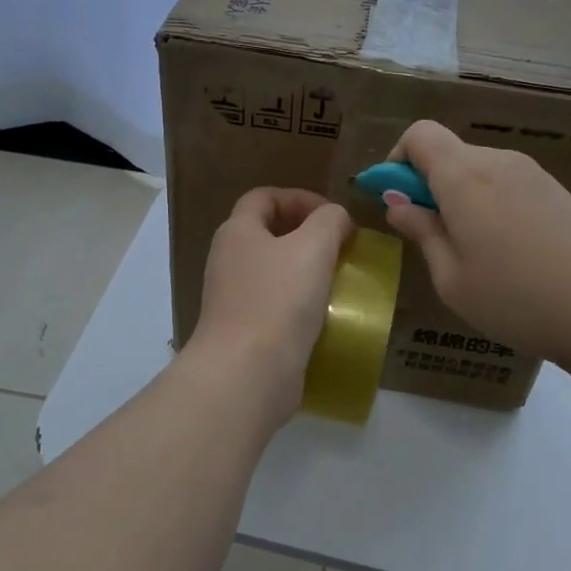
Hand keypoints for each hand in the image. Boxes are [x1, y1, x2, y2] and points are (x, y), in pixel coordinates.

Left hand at [183, 187, 353, 430]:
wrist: (247, 374)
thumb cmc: (278, 300)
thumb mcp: (313, 247)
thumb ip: (330, 221)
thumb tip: (336, 219)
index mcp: (237, 231)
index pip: (264, 196)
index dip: (300, 197)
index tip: (334, 216)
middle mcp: (229, 259)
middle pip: (269, 232)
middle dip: (307, 234)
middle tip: (341, 247)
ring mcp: (234, 297)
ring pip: (275, 271)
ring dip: (307, 270)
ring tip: (339, 279)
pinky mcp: (245, 330)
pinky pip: (276, 304)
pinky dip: (301, 303)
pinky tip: (327, 314)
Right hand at [382, 121, 570, 370]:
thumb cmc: (516, 299)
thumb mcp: (451, 278)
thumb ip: (421, 232)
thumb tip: (397, 203)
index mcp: (464, 177)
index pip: (420, 135)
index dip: (398, 160)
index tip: (397, 200)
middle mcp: (499, 162)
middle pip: (450, 153)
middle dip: (428, 184)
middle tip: (431, 237)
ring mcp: (534, 174)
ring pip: (480, 169)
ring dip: (462, 196)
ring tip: (474, 252)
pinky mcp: (560, 191)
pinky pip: (509, 184)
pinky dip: (492, 204)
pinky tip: (510, 252)